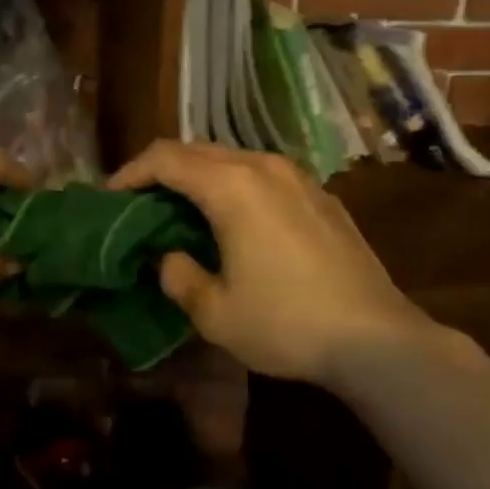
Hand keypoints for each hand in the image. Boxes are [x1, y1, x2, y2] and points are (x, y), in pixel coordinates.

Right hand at [109, 141, 441, 386]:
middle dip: (163, 170)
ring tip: (184, 209)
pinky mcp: (321, 195)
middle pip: (197, 150)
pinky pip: (264, 175)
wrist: (377, 338)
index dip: (131, 173)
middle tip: (141, 202)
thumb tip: (171, 257)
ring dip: (200, 176)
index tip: (111, 196)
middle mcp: (262, 166)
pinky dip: (235, 185)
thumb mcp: (215, 314)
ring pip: (233, 158)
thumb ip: (179, 277)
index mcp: (231, 186)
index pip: (165, 159)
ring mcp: (298, 177)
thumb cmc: (287, 323)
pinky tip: (237, 220)